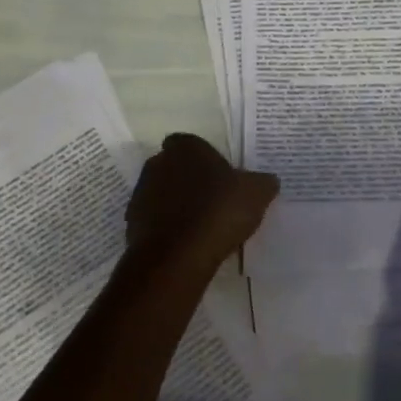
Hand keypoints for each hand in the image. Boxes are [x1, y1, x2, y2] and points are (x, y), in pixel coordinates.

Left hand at [125, 134, 278, 276]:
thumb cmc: (218, 211)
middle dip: (188, 179)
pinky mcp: (132, 223)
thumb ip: (263, 182)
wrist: (177, 256)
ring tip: (200, 225)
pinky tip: (185, 242)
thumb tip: (268, 180)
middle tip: (212, 200)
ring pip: (161, 193)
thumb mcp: (256, 194)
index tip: (219, 176)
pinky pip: (154, 219)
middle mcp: (158, 163)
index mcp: (186, 147)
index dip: (204, 158)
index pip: (191, 143)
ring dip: (175, 204)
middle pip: (174, 166)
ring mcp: (141, 193)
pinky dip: (166, 227)